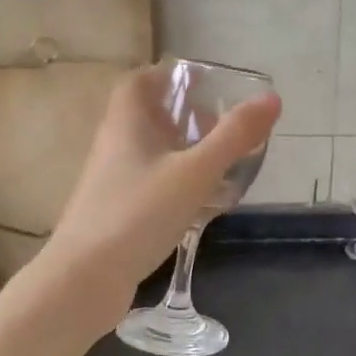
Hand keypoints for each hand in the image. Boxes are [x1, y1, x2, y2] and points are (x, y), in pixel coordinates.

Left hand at [44, 67, 281, 303]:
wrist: (84, 280)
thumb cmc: (137, 214)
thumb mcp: (194, 172)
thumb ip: (233, 136)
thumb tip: (271, 98)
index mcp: (126, 125)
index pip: (139, 82)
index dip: (168, 75)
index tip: (202, 82)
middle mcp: (115, 147)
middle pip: (148, 117)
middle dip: (184, 115)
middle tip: (221, 123)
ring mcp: (112, 183)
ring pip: (150, 153)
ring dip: (182, 150)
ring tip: (219, 161)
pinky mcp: (117, 214)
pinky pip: (150, 184)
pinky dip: (176, 182)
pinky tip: (201, 202)